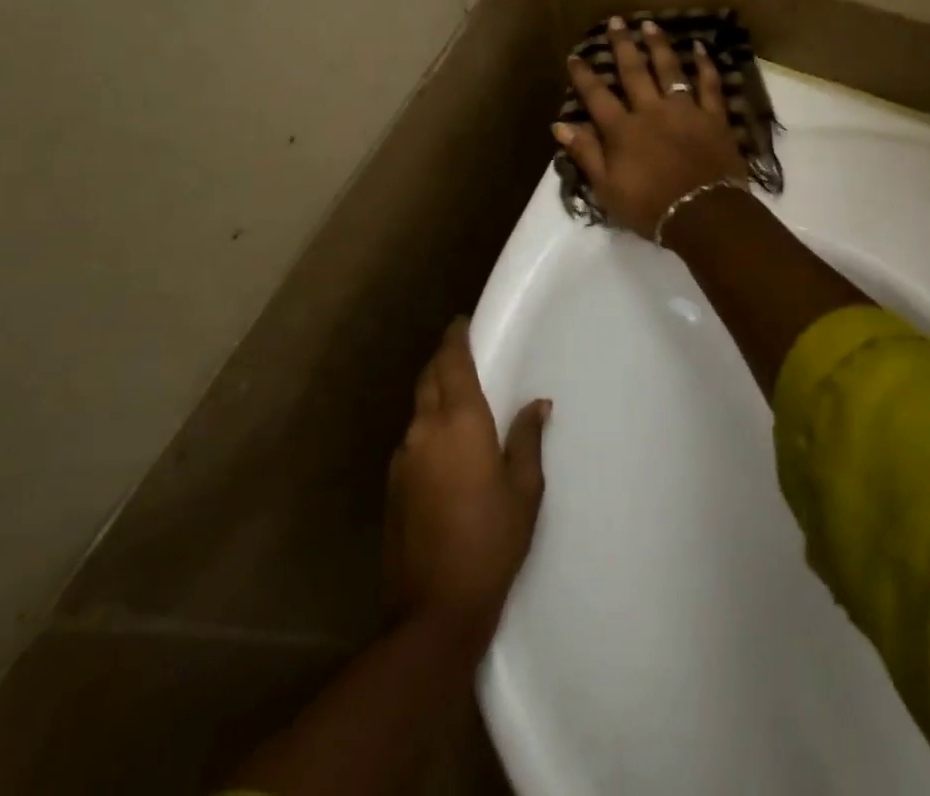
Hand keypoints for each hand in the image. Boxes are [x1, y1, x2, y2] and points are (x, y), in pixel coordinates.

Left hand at [385, 319, 548, 654]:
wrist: (434, 609)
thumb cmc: (491, 541)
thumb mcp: (524, 490)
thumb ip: (527, 438)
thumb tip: (537, 403)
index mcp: (459, 421)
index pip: (452, 361)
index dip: (455, 337)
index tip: (461, 321)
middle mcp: (424, 428)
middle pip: (429, 377)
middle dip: (443, 358)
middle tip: (461, 351)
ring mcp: (402, 456)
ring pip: (417, 407)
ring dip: (433, 391)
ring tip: (455, 394)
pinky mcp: (392, 484)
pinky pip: (411, 437)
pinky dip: (426, 424)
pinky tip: (442, 444)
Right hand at [554, 17, 748, 238]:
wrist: (704, 215)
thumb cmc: (650, 207)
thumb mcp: (607, 188)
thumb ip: (586, 153)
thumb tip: (560, 125)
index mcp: (623, 130)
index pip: (597, 96)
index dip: (584, 75)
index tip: (575, 55)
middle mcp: (651, 111)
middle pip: (633, 72)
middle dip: (622, 46)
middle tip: (616, 21)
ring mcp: (685, 111)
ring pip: (670, 70)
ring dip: (658, 46)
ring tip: (649, 24)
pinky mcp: (714, 117)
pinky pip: (710, 85)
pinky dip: (705, 66)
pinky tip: (700, 48)